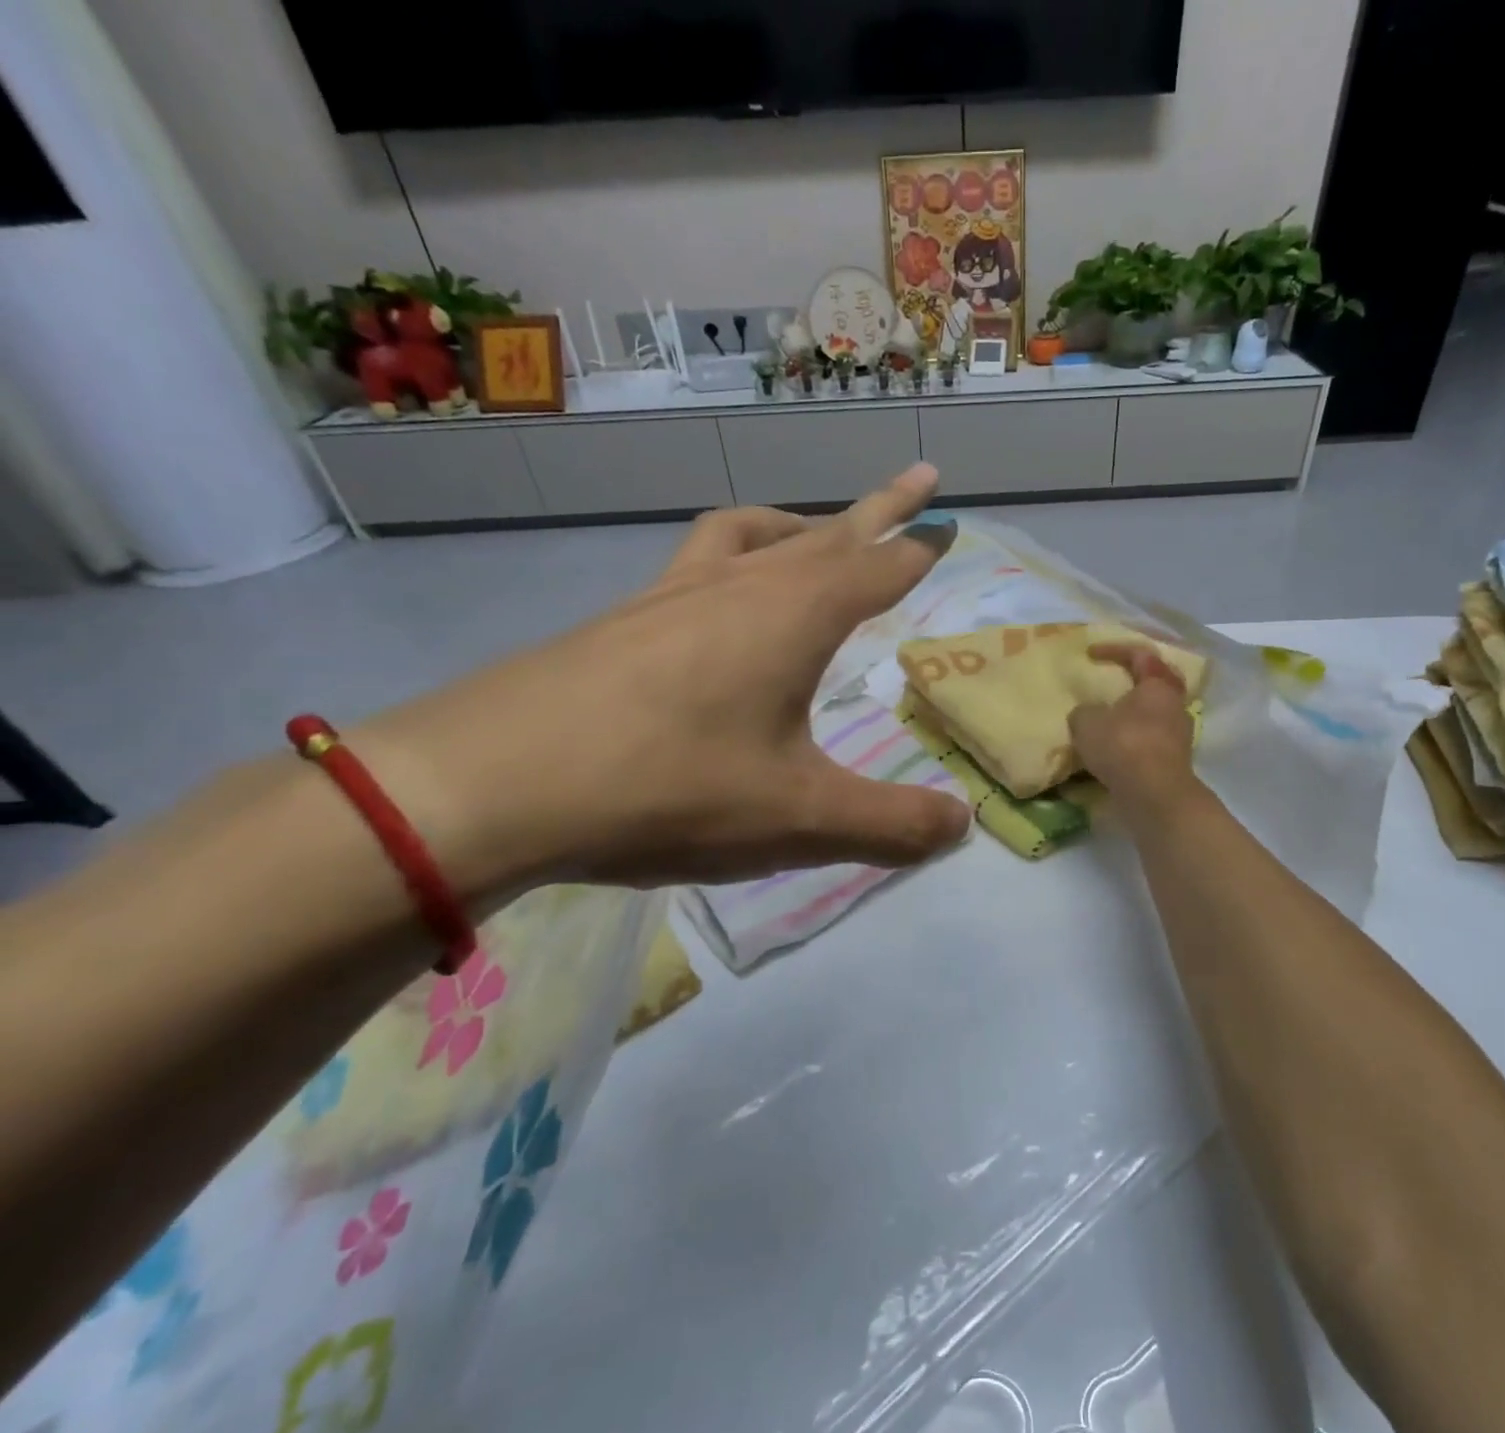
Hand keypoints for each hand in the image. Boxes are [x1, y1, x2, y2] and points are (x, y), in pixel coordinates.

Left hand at [354, 465, 971, 893]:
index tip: (950, 523)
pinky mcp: (621, 621)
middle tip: (918, 480)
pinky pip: (696, 565)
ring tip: (816, 534)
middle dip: (878, 510)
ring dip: (798, 526)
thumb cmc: (666, 790)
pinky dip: (732, 559)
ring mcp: (671, 595)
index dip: (920, 547)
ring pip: (751, 536)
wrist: (488, 784)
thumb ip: (890, 824)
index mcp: (794, 616)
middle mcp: (738, 586)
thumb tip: (961, 825)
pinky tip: (718, 603)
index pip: (878, 567)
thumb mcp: (798, 820)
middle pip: (825, 533)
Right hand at [1067, 643, 1199, 810]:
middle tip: (1114, 682)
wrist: (1155, 795)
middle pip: (1157, 683)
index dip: (1114, 650)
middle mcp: (1175, 705)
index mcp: (1158, 685)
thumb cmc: (1123, 746)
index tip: (1091, 654)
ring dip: (1134, 713)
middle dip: (1135, 680)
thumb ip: (1084, 711)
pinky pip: (1153, 740)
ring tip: (1111, 719)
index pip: (1141, 655)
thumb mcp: (1087, 722)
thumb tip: (1088, 713)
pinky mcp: (1175, 761)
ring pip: (1156, 714)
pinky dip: (1135, 739)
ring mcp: (1180, 734)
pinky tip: (1116, 748)